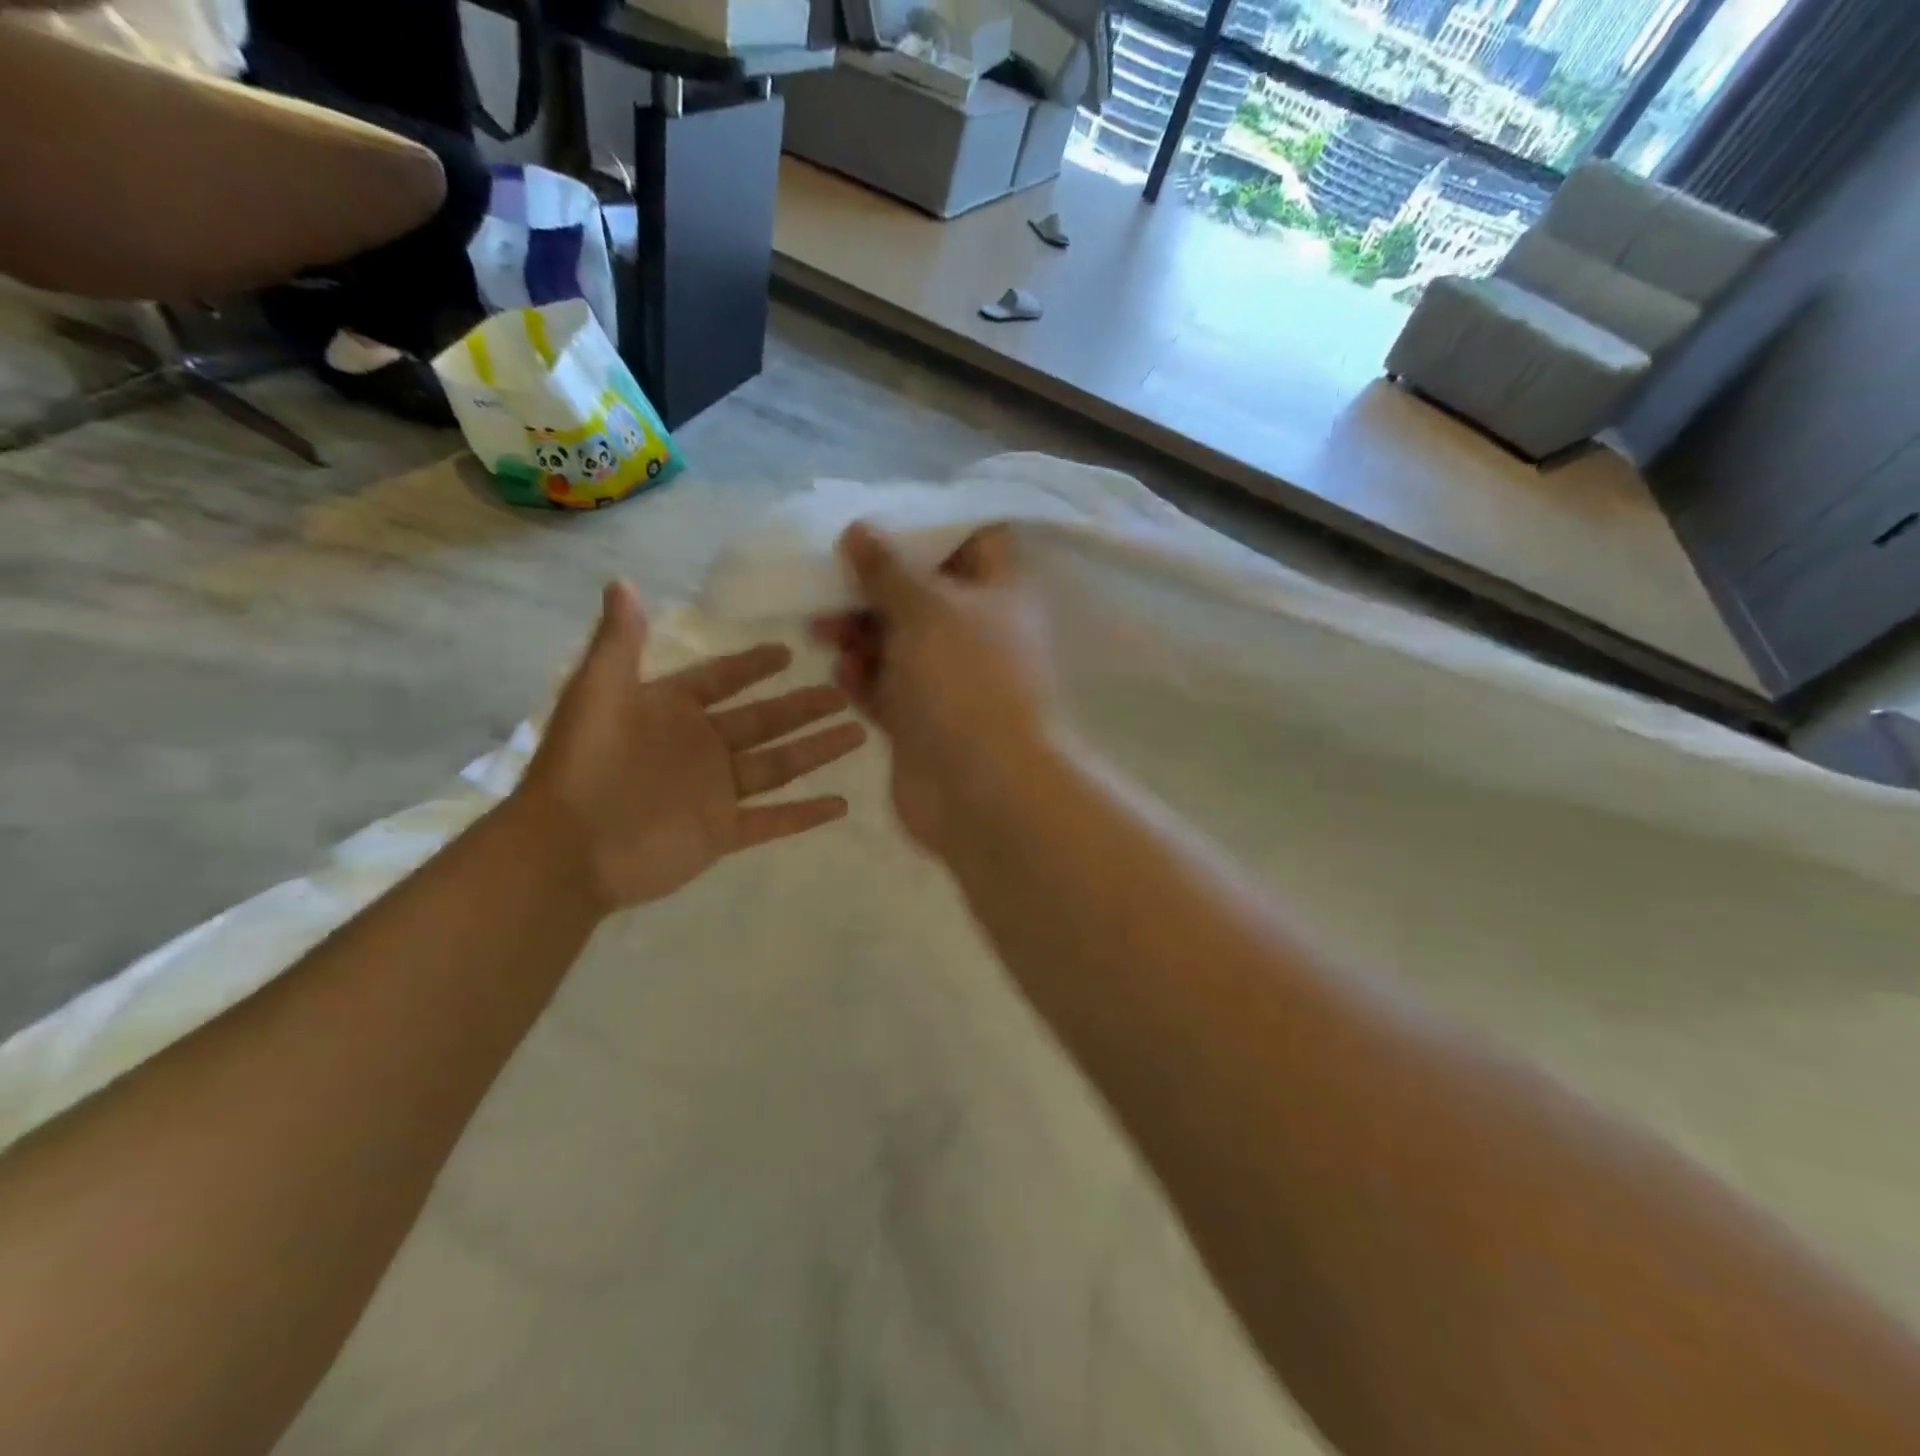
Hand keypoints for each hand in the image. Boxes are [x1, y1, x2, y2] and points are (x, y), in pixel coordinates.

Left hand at [510, 582, 864, 913]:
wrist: (568, 849)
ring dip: (817, 751)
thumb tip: (622, 581)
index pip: (721, 680)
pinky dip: (805, 815)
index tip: (788, 651)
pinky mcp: (722, 833)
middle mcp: (700, 748)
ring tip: (858, 734)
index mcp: (672, 711)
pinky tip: (842, 804)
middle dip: (803, 707)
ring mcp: (715, 792)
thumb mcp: (598, 692)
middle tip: (843, 692)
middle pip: (764, 721)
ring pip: (778, 766)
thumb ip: (619, 641)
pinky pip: (773, 820)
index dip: (752, 666)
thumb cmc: (583, 766)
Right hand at [811, 523, 1057, 856]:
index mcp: (999, 593)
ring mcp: (949, 680)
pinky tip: (842, 676)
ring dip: (859, 633)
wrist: (983, 788)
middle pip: (922, 593)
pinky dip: (864, 678)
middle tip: (830, 581)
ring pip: (898, 642)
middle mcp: (977, 633)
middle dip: (874, 587)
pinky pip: (887, 688)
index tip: (878, 520)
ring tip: (822, 632)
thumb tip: (860, 529)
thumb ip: (888, 568)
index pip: (974, 540)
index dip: (929, 527)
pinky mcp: (922, 720)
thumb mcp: (926, 608)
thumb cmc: (965, 681)